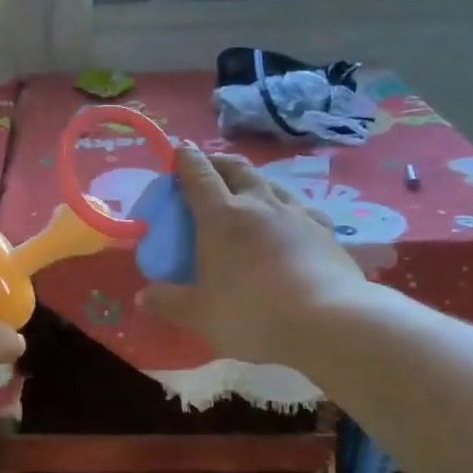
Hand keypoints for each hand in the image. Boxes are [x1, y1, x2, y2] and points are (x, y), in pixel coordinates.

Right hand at [139, 146, 366, 366]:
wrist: (329, 321)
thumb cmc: (252, 314)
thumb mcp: (201, 315)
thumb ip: (169, 303)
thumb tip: (142, 298)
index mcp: (221, 216)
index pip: (198, 174)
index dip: (186, 159)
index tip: (179, 151)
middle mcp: (258, 204)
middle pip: (236, 168)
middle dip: (218, 163)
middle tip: (208, 168)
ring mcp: (296, 214)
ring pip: (271, 182)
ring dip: (253, 180)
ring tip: (248, 191)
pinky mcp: (325, 231)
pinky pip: (301, 207)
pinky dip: (286, 207)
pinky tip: (290, 220)